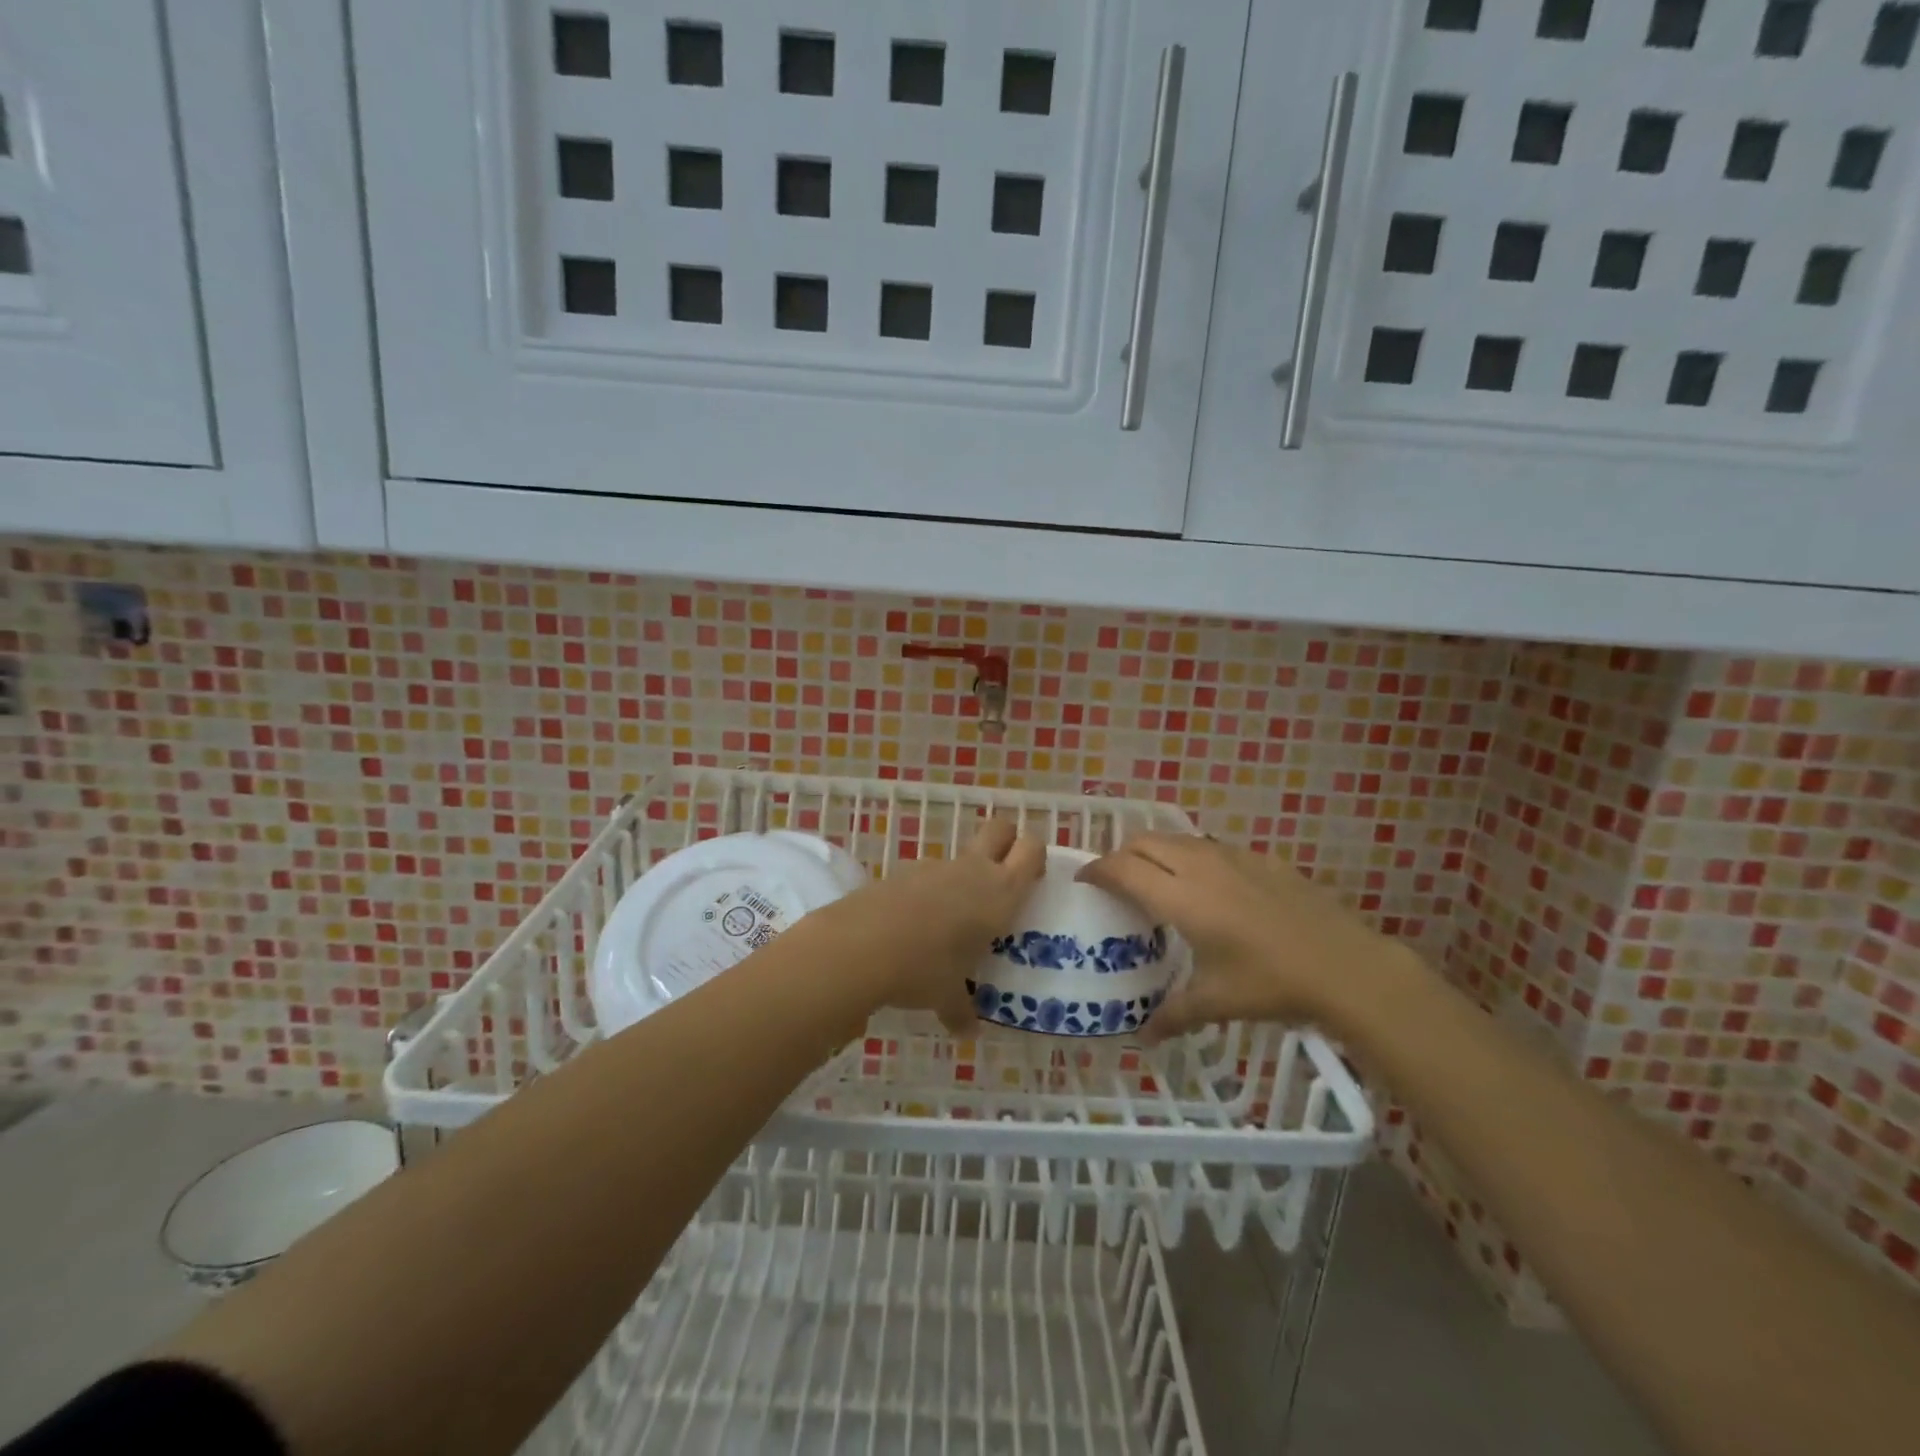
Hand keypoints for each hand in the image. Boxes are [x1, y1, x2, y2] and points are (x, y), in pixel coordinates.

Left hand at [804, 817, 1044, 1032]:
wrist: (860, 945)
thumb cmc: (923, 968)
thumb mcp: (946, 996)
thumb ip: (961, 1010)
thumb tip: (965, 1031)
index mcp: (1000, 893)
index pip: (1031, 850)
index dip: (1034, 857)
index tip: (1032, 879)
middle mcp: (972, 871)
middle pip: (1000, 829)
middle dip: (1006, 842)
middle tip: (1003, 876)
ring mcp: (935, 867)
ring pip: (961, 856)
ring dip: (963, 876)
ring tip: (952, 919)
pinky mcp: (902, 870)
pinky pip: (927, 875)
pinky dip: (928, 891)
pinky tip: (914, 924)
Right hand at [1077, 833, 1411, 1043]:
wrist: (1345, 966)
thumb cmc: (1271, 984)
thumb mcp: (1216, 1002)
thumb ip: (1172, 1015)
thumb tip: (1142, 1039)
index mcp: (1180, 898)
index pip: (1123, 869)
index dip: (1097, 869)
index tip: (1084, 879)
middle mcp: (1200, 867)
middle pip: (1145, 842)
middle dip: (1122, 854)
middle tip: (1117, 881)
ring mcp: (1233, 857)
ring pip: (1178, 839)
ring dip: (1157, 851)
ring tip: (1158, 879)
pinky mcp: (1261, 858)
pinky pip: (1211, 846)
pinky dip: (1193, 856)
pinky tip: (1209, 886)